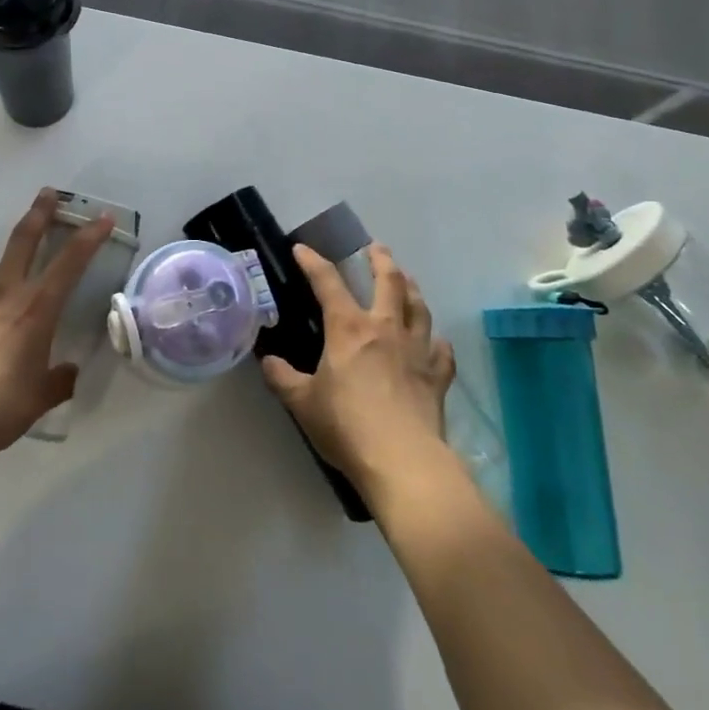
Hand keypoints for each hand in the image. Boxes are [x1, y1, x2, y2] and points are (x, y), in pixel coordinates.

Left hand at [0, 189, 113, 463]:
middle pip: (23, 240)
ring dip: (5, 259)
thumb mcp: (39, 398)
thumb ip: (58, 380)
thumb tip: (68, 372)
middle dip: (39, 213)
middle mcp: (5, 295)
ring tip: (11, 272)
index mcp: (36, 309)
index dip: (89, 237)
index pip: (69, 262)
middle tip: (48, 194)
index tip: (102, 217)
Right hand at [261, 243, 455, 502]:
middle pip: (389, 282)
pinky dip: (438, 343)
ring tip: (408, 280)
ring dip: (412, 289)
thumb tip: (267, 362)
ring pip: (419, 308)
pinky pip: (441, 352)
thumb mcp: (302, 403)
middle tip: (375, 248)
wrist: (402, 461)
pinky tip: (436, 343)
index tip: (302, 249)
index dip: (313, 262)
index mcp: (349, 328)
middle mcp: (385, 329)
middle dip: (381, 260)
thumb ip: (282, 378)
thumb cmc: (346, 426)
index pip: (328, 282)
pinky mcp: (437, 377)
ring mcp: (416, 351)